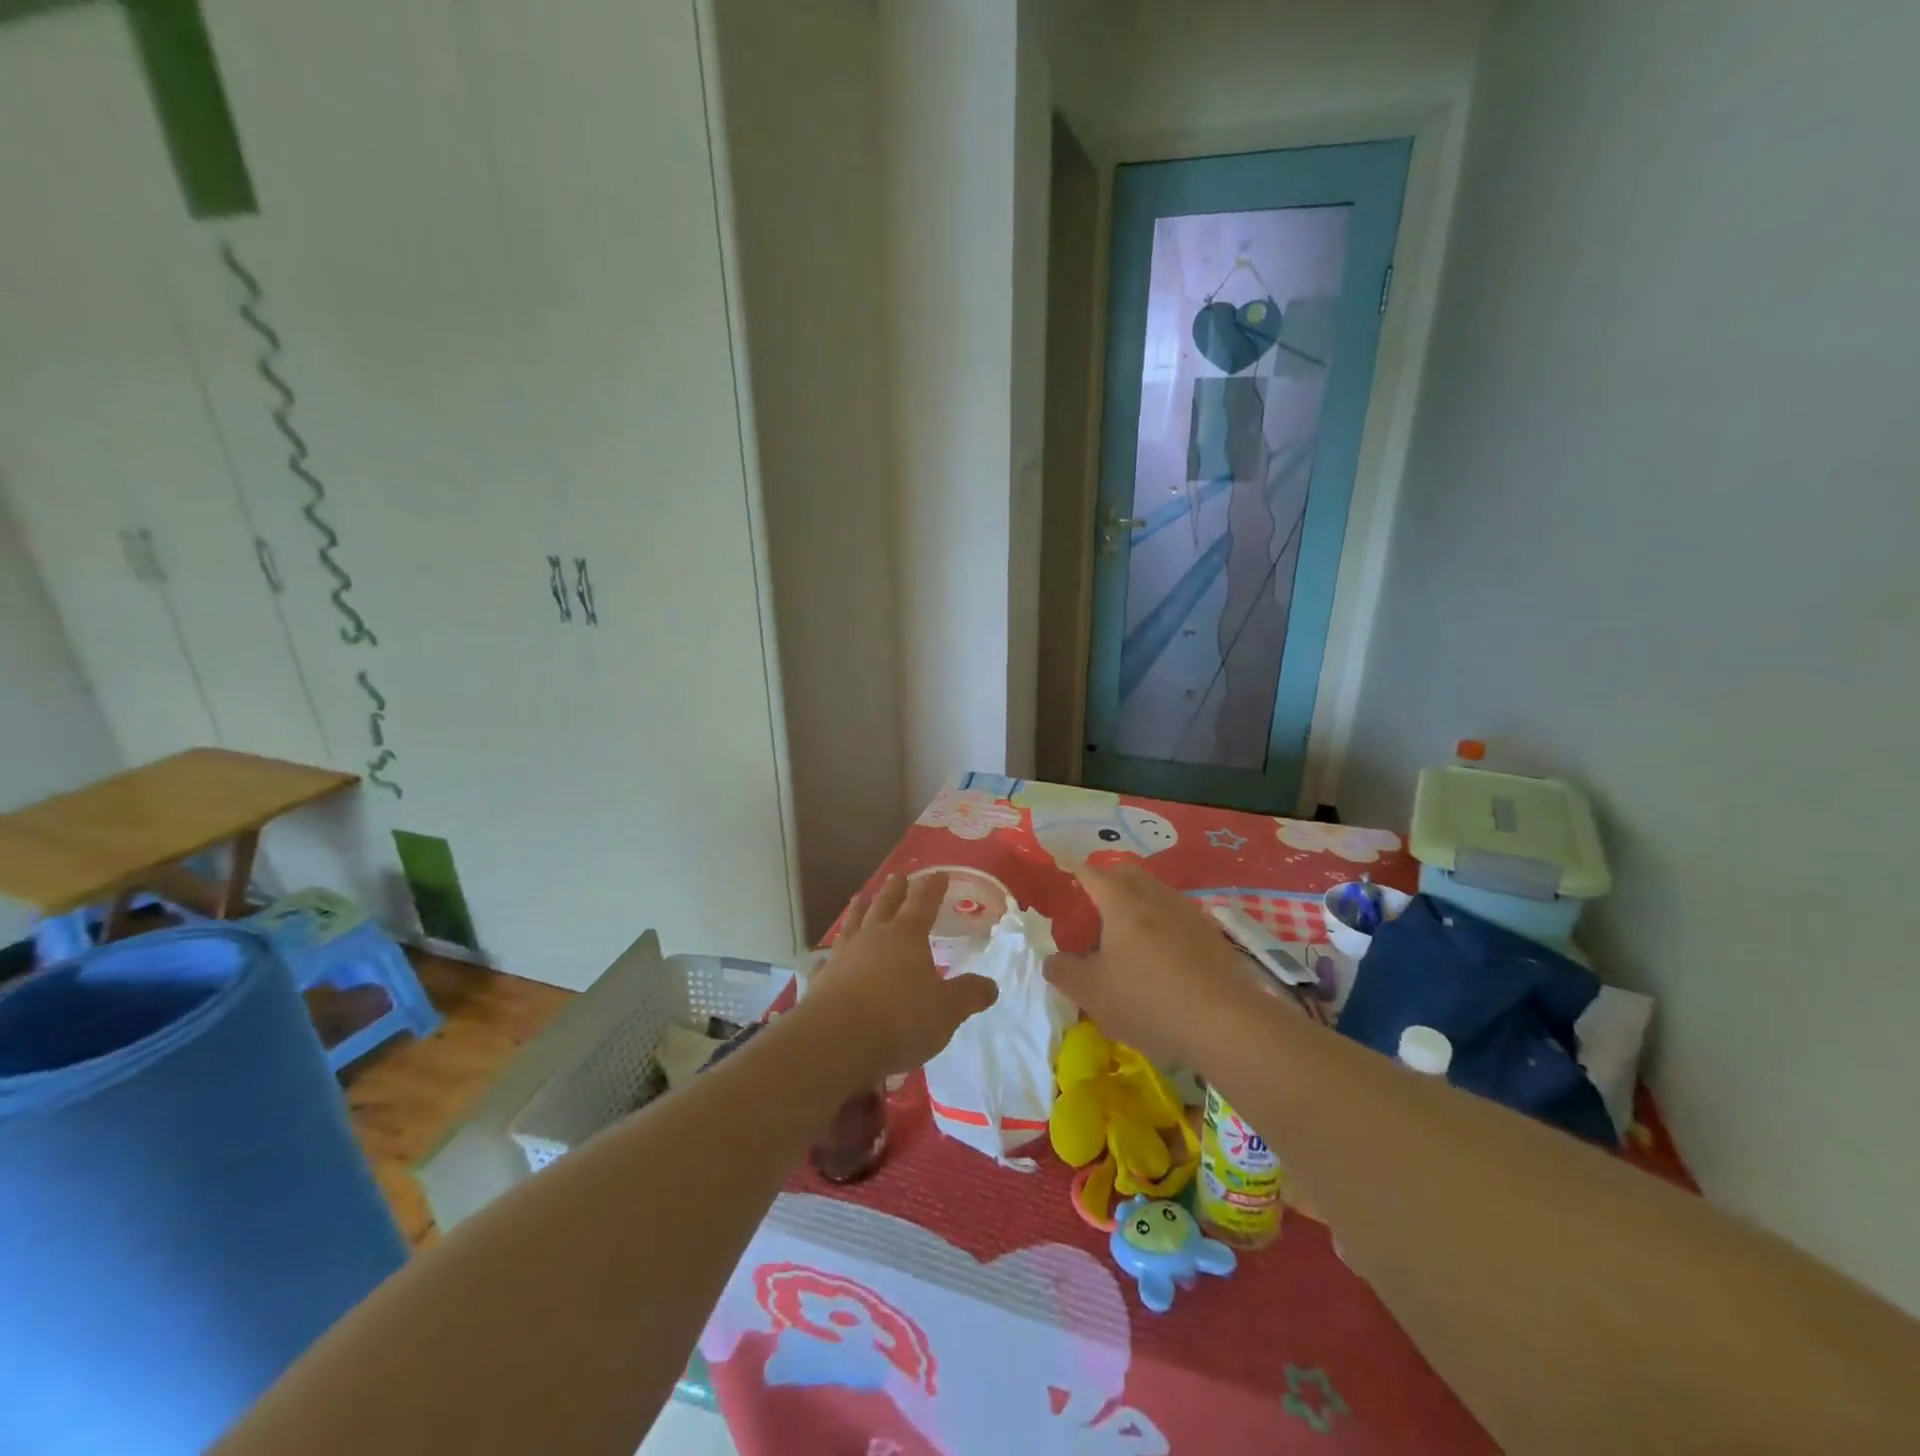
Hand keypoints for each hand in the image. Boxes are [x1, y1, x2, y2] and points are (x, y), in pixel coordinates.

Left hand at [801, 873, 997, 1084]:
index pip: (923, 902)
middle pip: (885, 904)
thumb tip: (991, 986)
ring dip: (859, 909)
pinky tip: (827, 957)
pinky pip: (827, 960)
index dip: (932, 887)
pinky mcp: (822, 980)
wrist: (837, 1042)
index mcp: (907, 936)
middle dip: (895, 890)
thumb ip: (968, 995)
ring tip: (861, 897)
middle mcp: (874, 937)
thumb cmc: (900, 1019)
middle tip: (898, 876)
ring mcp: (844, 956)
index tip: (938, 874)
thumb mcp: (947, 1011)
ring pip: (853, 923)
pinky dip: (830, 955)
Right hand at [1045, 861, 1279, 1070]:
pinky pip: (1177, 915)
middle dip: (1107, 881)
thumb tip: (1053, 959)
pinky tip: (1160, 955)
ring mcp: (1188, 912)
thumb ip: (1063, 971)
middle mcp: (1155, 896)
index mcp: (1121, 901)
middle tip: (1092, 907)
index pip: (1091, 873)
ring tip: (1125, 934)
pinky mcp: (1211, 934)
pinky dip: (1161, 923)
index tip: (1064, 880)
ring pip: (1155, 892)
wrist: (1223, 1022)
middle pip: (1126, 873)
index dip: (1074, 874)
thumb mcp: (1091, 992)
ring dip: (1137, 902)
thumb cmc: (1147, 999)